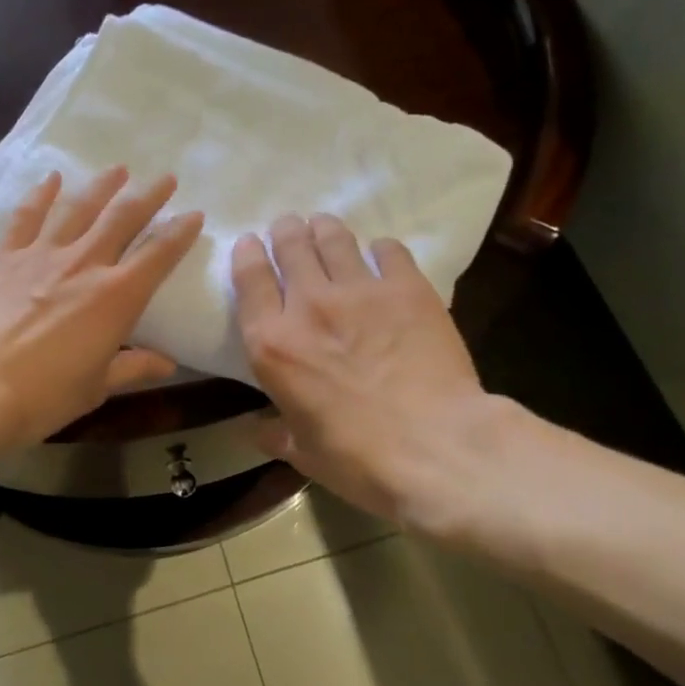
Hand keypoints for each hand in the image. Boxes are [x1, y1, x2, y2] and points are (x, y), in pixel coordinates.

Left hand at [0, 167, 203, 454]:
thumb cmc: (41, 397)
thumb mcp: (95, 388)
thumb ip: (132, 367)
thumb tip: (166, 363)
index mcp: (116, 297)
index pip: (158, 254)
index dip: (180, 233)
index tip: (194, 215)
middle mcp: (84, 264)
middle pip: (122, 218)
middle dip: (148, 196)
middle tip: (165, 178)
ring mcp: (40, 255)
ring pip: (78, 208)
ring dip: (101, 186)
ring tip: (118, 169)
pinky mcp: (3, 256)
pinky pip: (26, 216)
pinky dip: (41, 194)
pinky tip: (51, 178)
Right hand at [232, 213, 503, 527]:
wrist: (437, 448)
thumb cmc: (359, 458)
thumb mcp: (304, 453)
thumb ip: (276, 433)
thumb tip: (256, 431)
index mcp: (272, 344)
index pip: (249, 279)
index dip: (247, 255)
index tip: (250, 244)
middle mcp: (309, 305)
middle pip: (290, 245)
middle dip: (285, 231)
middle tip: (289, 228)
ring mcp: (360, 290)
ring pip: (334, 238)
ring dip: (324, 228)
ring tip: (324, 227)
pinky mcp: (407, 287)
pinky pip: (388, 250)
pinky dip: (380, 250)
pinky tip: (381, 255)